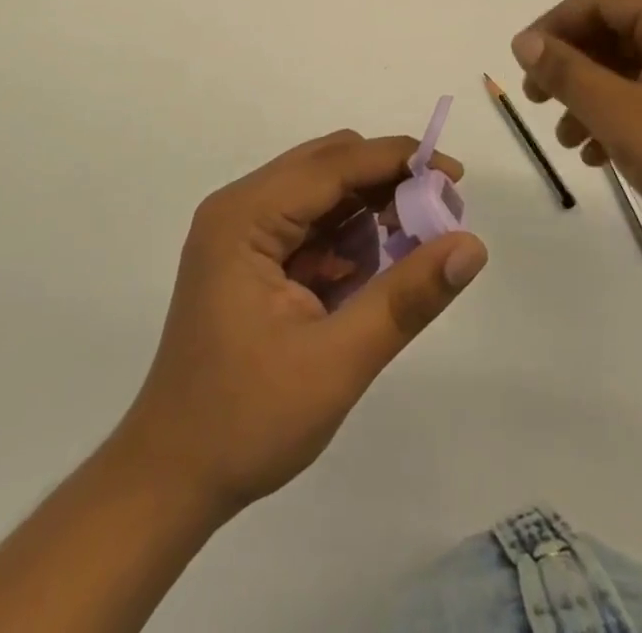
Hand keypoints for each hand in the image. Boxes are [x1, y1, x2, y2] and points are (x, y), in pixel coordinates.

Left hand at [115, 130, 486, 520]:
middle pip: (329, 167)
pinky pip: (312, 225)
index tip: (456, 176)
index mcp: (245, 217)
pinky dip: (348, 239)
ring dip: (370, 211)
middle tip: (439, 217)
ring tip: (410, 252)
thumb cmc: (246, 421)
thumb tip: (472, 246)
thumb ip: (406, 297)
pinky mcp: (250, 257)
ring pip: (324, 193)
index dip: (399, 161)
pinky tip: (369, 275)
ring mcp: (242, 232)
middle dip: (388, 184)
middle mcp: (240, 208)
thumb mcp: (336, 361)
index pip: (334, 164)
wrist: (170, 480)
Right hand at [512, 0, 641, 276]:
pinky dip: (627, 115)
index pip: (601, 1)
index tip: (521, 65)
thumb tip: (525, 41)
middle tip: (539, 103)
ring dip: (595, 97)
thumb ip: (567, 73)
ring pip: (637, 67)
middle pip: (618, 32)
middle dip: (573, 68)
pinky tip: (603, 154)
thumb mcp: (621, 115)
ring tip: (568, 140)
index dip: (553, 28)